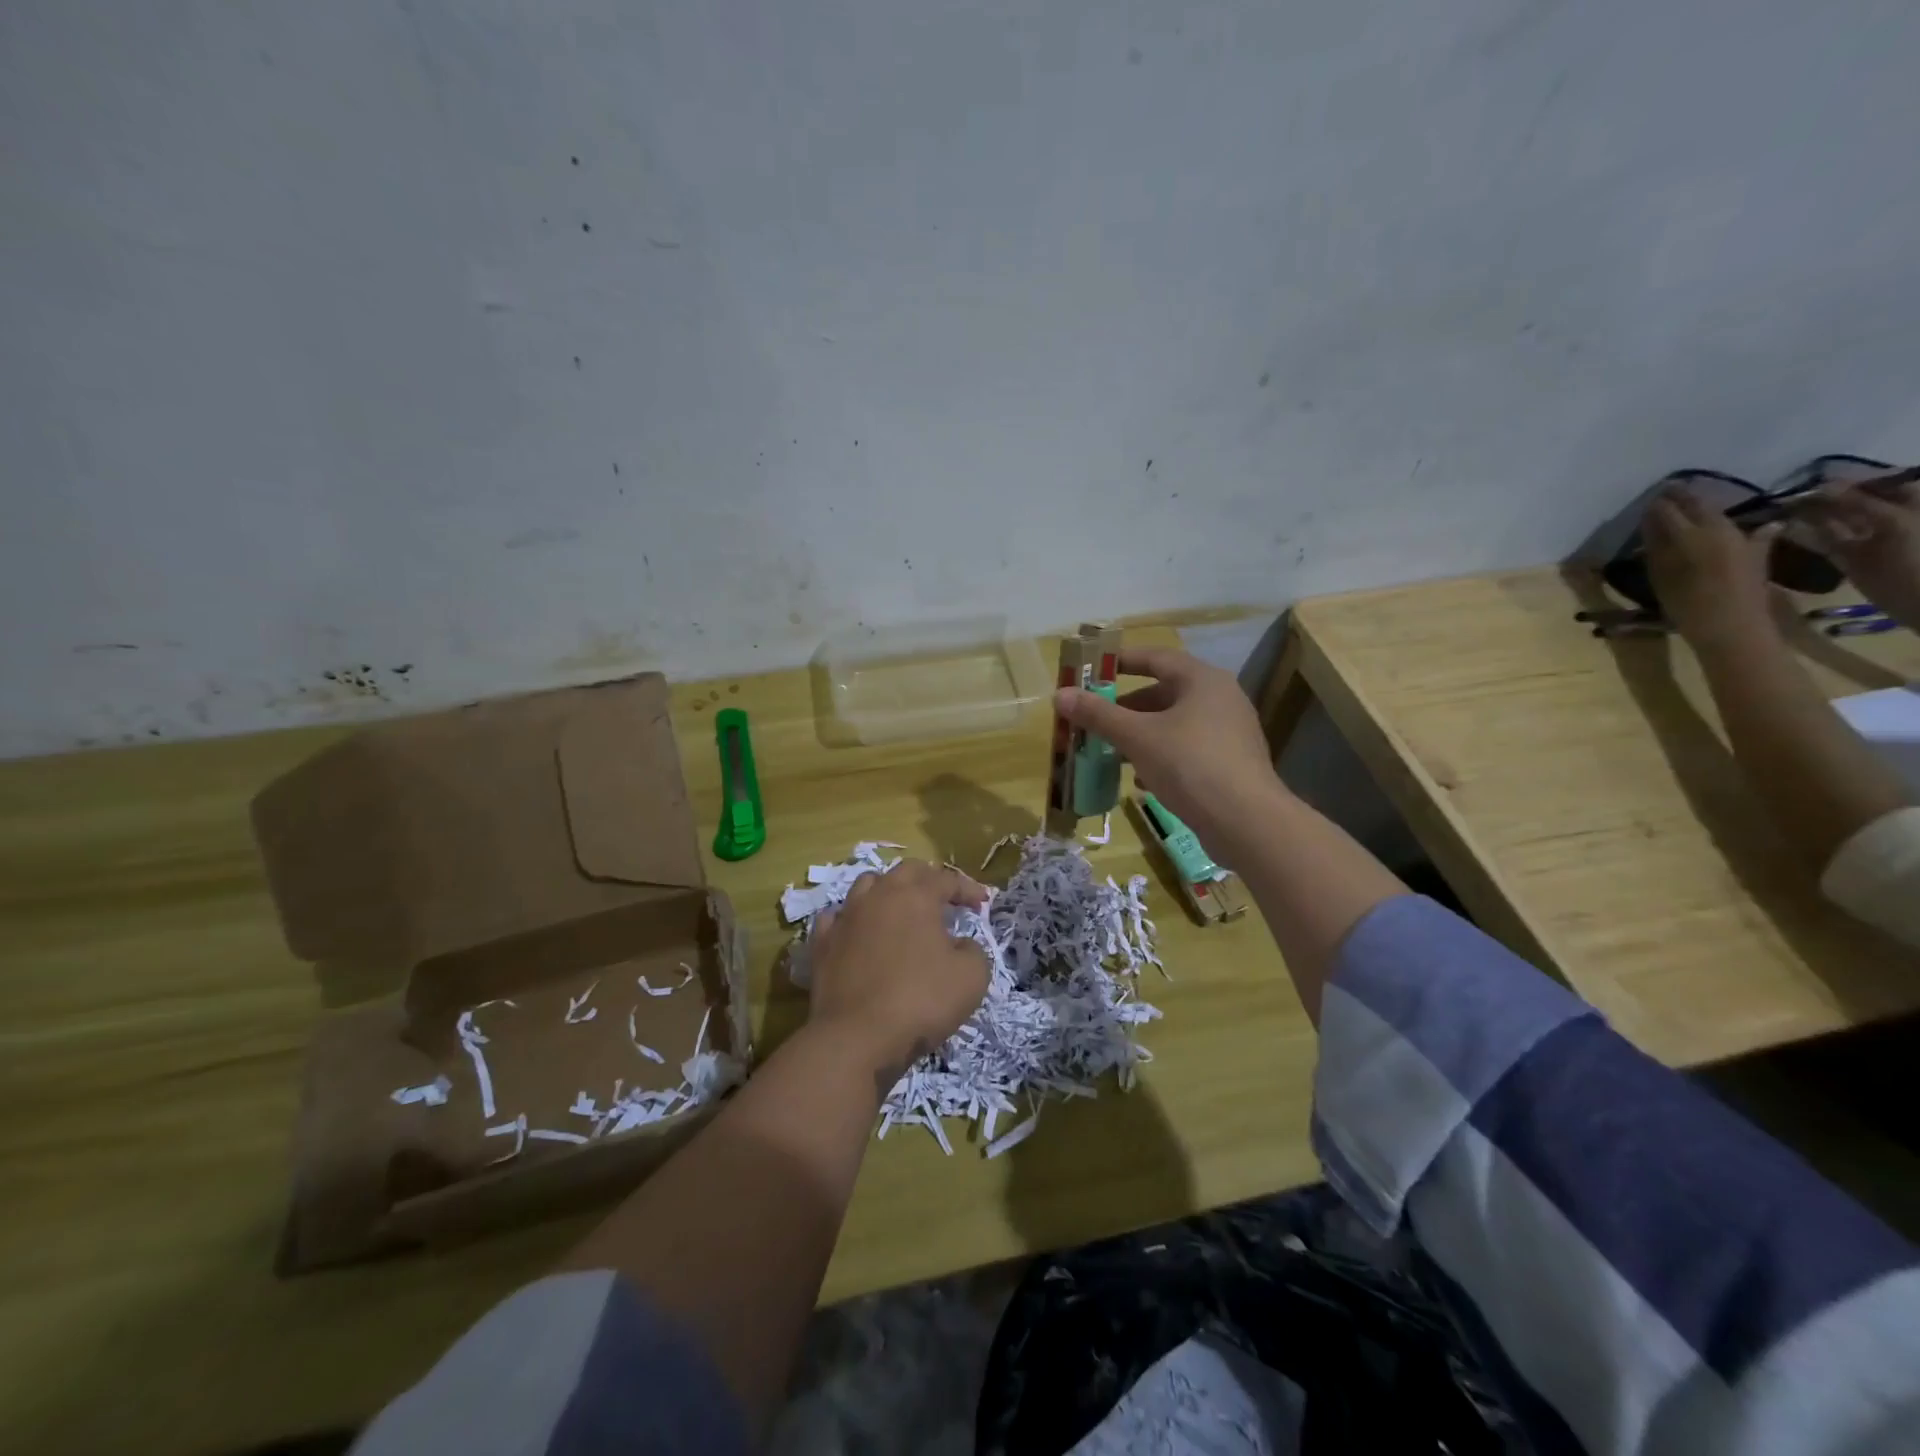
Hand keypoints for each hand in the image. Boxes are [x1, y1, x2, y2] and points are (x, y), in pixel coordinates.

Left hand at [806, 860, 989, 1082]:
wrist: (856, 1037)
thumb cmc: (921, 1001)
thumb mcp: (972, 977)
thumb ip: (973, 950)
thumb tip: (960, 944)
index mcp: (916, 897)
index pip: (947, 879)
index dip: (968, 889)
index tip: (982, 904)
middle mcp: (879, 896)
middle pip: (905, 872)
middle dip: (928, 879)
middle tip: (943, 898)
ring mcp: (846, 917)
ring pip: (868, 885)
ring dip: (888, 891)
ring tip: (900, 910)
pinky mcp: (821, 943)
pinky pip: (837, 917)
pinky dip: (853, 919)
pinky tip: (859, 932)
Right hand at [1054, 647, 1283, 863]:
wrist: (1246, 822)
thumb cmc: (1190, 765)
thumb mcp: (1137, 737)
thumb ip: (1099, 714)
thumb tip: (1060, 695)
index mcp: (1202, 680)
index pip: (1155, 657)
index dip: (1121, 661)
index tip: (1091, 671)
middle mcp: (1220, 698)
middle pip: (1164, 692)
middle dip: (1126, 706)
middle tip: (1095, 717)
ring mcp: (1228, 732)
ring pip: (1174, 724)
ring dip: (1140, 734)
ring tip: (1109, 750)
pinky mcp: (1229, 763)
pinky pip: (1186, 749)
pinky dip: (1160, 756)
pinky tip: (1139, 779)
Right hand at [1641, 488, 1781, 651]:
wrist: (1734, 628)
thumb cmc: (1689, 607)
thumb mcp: (1663, 578)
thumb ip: (1656, 549)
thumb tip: (1650, 526)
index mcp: (1694, 535)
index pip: (1669, 510)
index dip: (1657, 504)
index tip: (1646, 501)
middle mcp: (1720, 529)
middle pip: (1698, 505)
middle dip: (1681, 498)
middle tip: (1666, 493)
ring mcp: (1742, 537)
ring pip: (1717, 514)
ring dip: (1700, 508)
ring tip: (1685, 507)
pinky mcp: (1756, 549)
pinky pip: (1739, 527)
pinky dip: (1723, 524)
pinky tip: (1721, 523)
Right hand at [1792, 477, 1919, 631]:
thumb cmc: (1919, 560)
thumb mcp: (1895, 523)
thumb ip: (1858, 503)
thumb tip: (1821, 485)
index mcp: (1912, 501)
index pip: (1876, 481)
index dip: (1844, 480)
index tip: (1807, 480)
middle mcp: (1892, 516)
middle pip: (1854, 500)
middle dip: (1822, 498)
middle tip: (1784, 497)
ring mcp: (1870, 539)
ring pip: (1837, 520)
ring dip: (1810, 516)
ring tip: (1777, 511)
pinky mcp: (1850, 559)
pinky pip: (1826, 542)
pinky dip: (1806, 536)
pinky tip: (1783, 530)